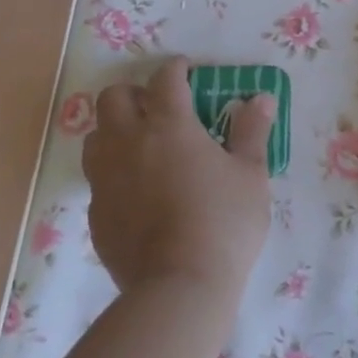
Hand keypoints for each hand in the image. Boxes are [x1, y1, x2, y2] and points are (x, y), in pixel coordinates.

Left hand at [83, 57, 273, 300]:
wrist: (179, 288)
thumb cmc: (223, 223)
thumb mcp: (250, 175)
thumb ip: (252, 132)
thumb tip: (261, 98)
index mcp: (169, 125)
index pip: (165, 79)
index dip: (176, 69)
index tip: (187, 72)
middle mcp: (129, 142)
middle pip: (114, 97)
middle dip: (135, 93)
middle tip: (159, 108)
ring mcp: (106, 179)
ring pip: (95, 135)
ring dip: (115, 130)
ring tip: (141, 146)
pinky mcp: (95, 213)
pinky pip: (97, 178)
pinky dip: (113, 172)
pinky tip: (136, 191)